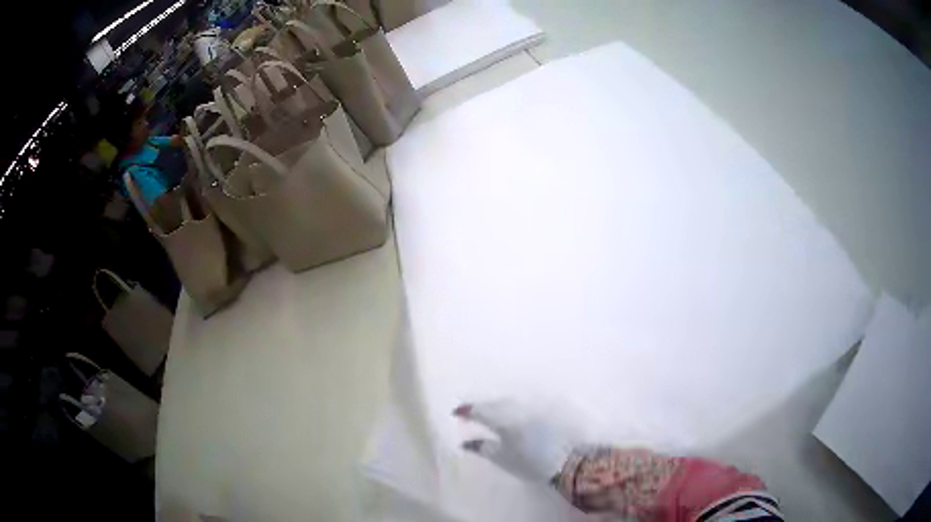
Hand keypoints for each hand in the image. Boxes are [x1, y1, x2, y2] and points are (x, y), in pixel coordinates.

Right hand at [453, 399, 575, 483]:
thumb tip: (464, 442)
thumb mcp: (502, 459)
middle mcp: (518, 408)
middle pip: (495, 403)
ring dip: (499, 405)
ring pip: (511, 401)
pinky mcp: (549, 408)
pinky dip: (515, 406)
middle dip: (483, 407)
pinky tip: (514, 412)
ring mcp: (535, 406)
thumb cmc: (531, 463)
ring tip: (492, 413)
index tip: (457, 412)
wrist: (568, 462)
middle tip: (473, 413)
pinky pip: (525, 402)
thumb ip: (482, 448)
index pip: (481, 411)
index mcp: (504, 421)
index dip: (467, 411)